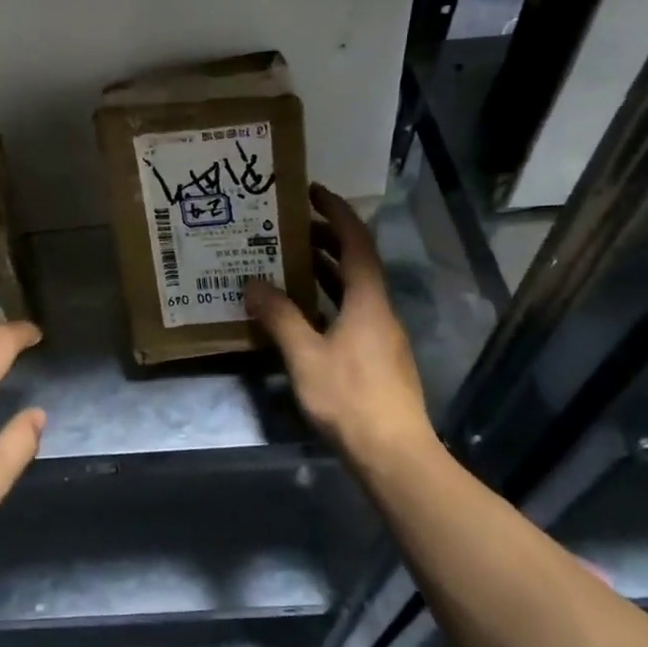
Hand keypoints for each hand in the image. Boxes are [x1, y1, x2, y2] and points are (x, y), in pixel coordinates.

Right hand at [247, 184, 435, 468]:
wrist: (394, 454)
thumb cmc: (350, 398)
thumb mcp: (306, 355)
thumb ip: (279, 317)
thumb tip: (253, 284)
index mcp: (368, 300)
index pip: (356, 241)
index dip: (336, 212)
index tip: (313, 192)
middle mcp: (379, 310)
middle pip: (356, 262)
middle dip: (326, 239)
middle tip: (290, 227)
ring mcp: (380, 335)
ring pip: (353, 289)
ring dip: (325, 270)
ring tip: (289, 261)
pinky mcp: (377, 358)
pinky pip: (350, 311)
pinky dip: (327, 299)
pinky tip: (302, 312)